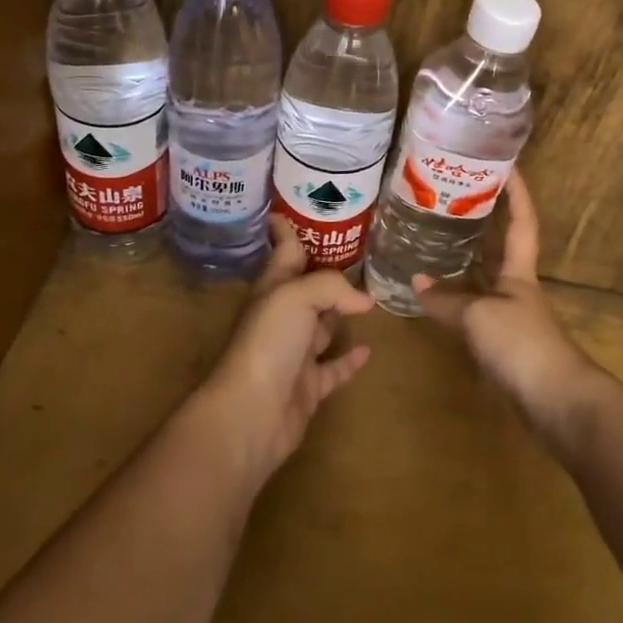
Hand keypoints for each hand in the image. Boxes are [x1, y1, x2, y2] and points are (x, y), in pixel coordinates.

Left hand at [204, 215, 374, 481]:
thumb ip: (332, 286)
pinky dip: (349, 359)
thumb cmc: (269, 343)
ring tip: (371, 299)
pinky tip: (368, 349)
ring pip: (321, 327)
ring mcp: (294, 354)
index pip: (284, 251)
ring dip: (340, 314)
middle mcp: (282, 317)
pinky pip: (334, 368)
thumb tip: (364, 300)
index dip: (287, 230)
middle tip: (357, 255)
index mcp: (274, 289)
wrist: (251, 412)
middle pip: (306, 288)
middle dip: (325, 272)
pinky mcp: (308, 387)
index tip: (291, 209)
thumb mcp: (297, 296)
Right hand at [413, 170, 603, 455]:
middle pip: (502, 246)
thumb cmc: (521, 344)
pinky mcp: (502, 343)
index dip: (517, 192)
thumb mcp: (478, 316)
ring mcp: (510, 315)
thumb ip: (446, 300)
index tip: (505, 163)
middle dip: (485, 221)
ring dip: (464, 259)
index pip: (522, 221)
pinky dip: (455, 299)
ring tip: (433, 239)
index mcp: (520, 271)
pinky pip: (474, 308)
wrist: (554, 401)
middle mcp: (517, 287)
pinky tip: (435, 298)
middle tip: (451, 198)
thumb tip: (415, 281)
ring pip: (484, 277)